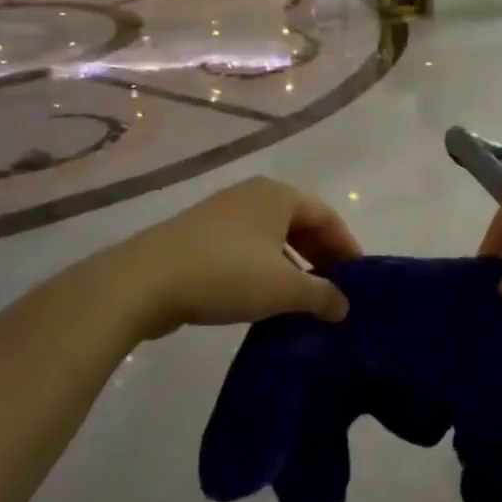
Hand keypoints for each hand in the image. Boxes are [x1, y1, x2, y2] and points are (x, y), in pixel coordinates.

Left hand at [123, 177, 359, 332]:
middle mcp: (253, 195)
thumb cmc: (226, 273)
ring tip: (302, 299)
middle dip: (320, 256)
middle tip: (334, 290)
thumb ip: (321, 295)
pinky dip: (264, 269)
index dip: (346, 247)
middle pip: (300, 223)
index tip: (358, 279)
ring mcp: (223, 214)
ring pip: (272, 237)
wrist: (144, 281)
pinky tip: (265, 298)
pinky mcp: (199, 236)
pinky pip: (247, 248)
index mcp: (278, 195)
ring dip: (292, 265)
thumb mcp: (283, 288)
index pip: (327, 216)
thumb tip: (344, 306)